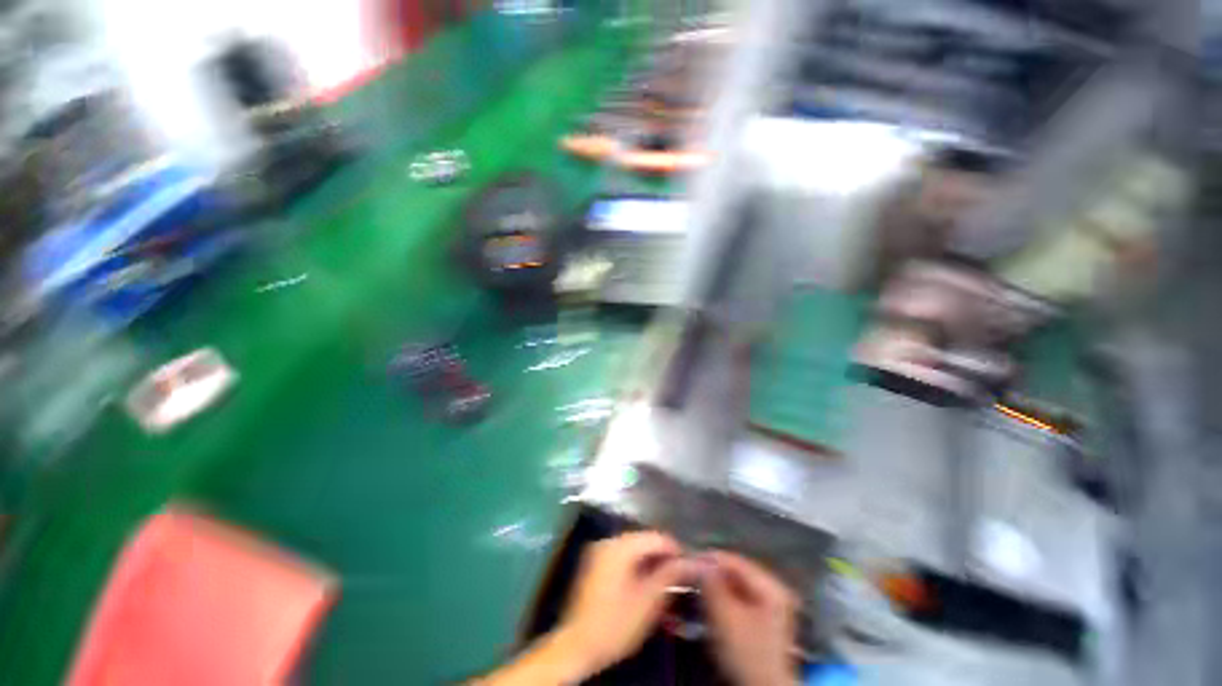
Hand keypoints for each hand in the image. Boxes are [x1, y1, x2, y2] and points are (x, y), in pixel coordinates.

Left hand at [552, 531, 695, 677]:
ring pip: (633, 549)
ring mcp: (598, 551)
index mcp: (620, 546)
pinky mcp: (594, 563)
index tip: (691, 567)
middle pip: (644, 540)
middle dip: (662, 557)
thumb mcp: (648, 602)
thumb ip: (670, 576)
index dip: (676, 550)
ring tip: (665, 583)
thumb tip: (691, 561)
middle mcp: (608, 541)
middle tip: (679, 577)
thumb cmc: (615, 625)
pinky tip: (645, 584)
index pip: (656, 537)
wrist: (576, 647)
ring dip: (650, 563)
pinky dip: (636, 567)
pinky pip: (621, 557)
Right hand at [703, 551, 798, 685]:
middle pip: (737, 572)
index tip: (688, 560)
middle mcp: (775, 590)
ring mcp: (773, 606)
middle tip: (691, 574)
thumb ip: (711, 583)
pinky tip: (712, 602)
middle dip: (713, 573)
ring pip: (738, 585)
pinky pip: (741, 598)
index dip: (709, 558)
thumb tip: (696, 559)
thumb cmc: (746, 652)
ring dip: (717, 585)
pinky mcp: (766, 620)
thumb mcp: (724, 616)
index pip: (735, 561)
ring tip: (698, 587)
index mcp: (771, 586)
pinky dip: (725, 598)